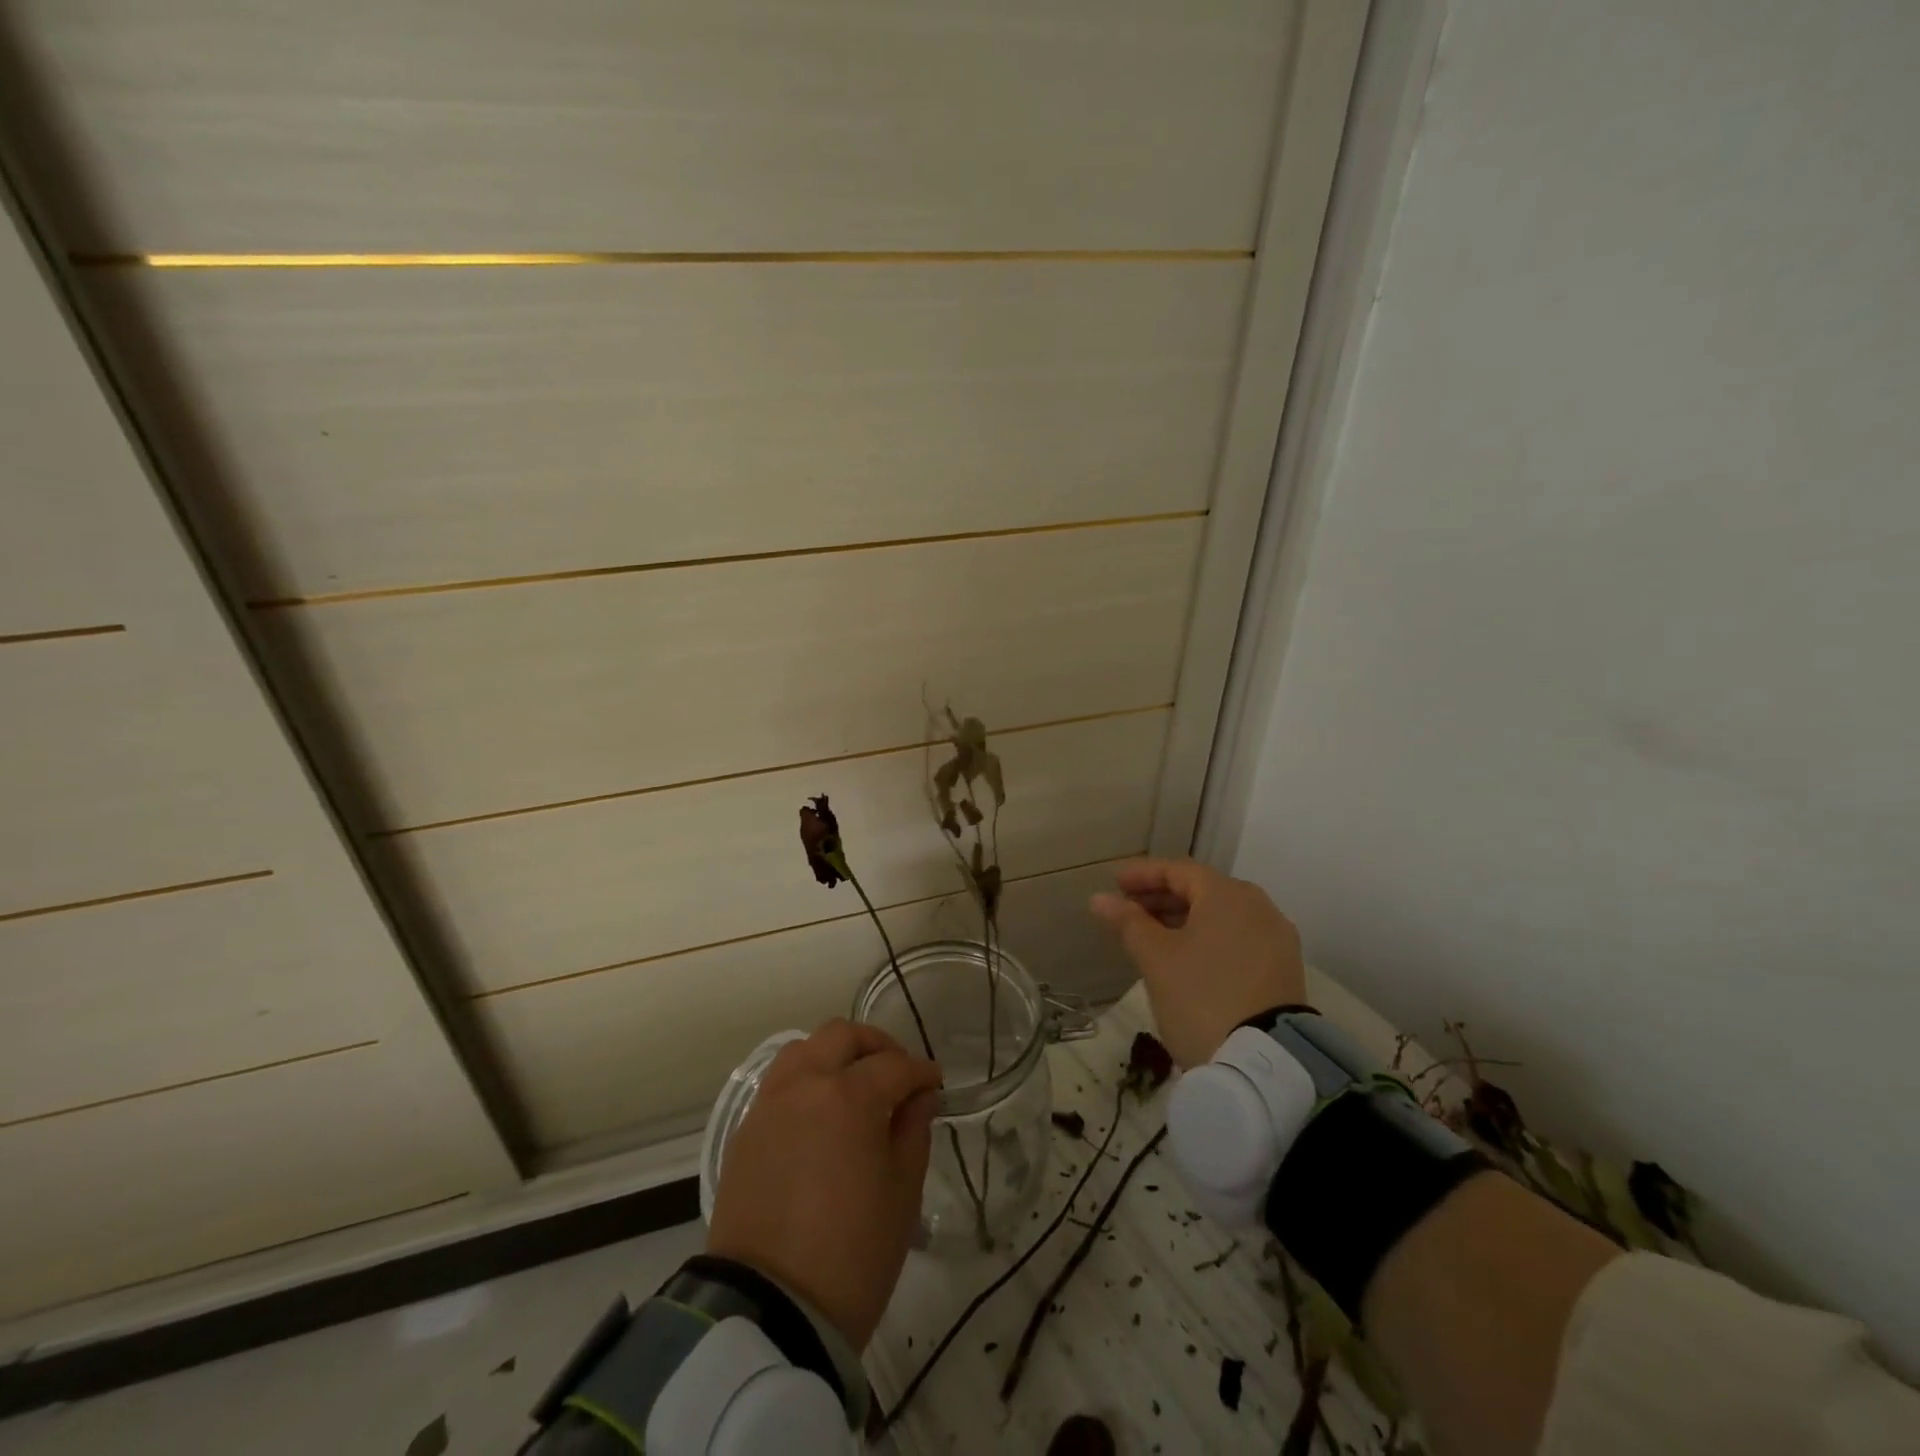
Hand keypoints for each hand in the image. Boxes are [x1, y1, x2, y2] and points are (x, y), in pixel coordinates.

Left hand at [706, 1019, 940, 1350]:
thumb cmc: (852, 1254)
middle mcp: (805, 1085)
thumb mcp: (902, 1192)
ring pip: (804, 1049)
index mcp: (849, 1096)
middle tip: (897, 1072)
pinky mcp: (746, 1131)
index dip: (921, 1071)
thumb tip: (917, 1095)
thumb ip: (913, 1130)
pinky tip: (821, 1112)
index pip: (894, 1065)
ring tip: (855, 1085)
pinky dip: (806, 1079)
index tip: (936, 1083)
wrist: (769, 1313)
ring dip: (834, 1055)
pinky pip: (780, 1083)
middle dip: (876, 1045)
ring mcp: (769, 1104)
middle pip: (842, 1036)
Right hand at [1090, 858, 1306, 1067]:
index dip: (1142, 873)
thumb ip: (1128, 922)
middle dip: (1161, 896)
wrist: (1262, 1066)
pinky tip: (1185, 957)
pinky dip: (1208, 938)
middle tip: (1127, 910)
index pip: (1178, 870)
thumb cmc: (1200, 997)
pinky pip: (1237, 938)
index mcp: (1228, 895)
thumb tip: (1100, 899)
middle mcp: (1259, 907)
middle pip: (1202, 890)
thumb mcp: (1156, 958)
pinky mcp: (1283, 970)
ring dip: (1183, 918)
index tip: (1114, 883)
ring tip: (1150, 935)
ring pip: (1221, 916)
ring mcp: (1276, 939)